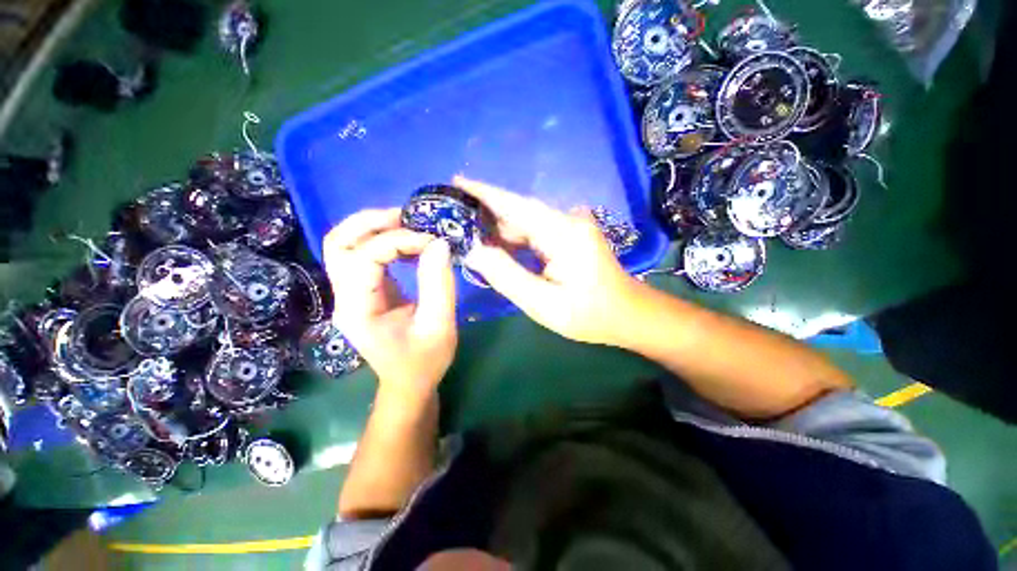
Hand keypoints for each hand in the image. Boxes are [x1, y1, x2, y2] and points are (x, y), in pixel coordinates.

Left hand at [322, 209, 456, 401]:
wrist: (409, 382)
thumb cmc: (425, 360)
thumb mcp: (439, 325)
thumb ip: (439, 284)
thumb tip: (439, 243)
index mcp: (358, 309)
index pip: (365, 257)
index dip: (399, 241)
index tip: (433, 241)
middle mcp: (344, 297)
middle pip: (338, 243)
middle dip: (371, 223)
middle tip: (408, 217)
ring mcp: (349, 293)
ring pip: (344, 245)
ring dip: (373, 227)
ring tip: (407, 224)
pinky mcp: (362, 290)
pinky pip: (361, 254)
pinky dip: (381, 239)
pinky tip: (406, 241)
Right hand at [457, 175, 645, 346]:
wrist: (627, 314)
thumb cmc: (588, 314)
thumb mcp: (542, 303)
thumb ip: (506, 276)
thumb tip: (473, 250)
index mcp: (563, 232)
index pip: (516, 205)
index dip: (484, 192)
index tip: (456, 181)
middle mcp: (567, 220)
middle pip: (519, 212)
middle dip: (486, 215)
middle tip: (454, 223)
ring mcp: (570, 225)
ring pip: (526, 222)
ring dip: (499, 230)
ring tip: (470, 238)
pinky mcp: (570, 234)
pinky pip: (535, 230)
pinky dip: (515, 238)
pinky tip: (498, 248)